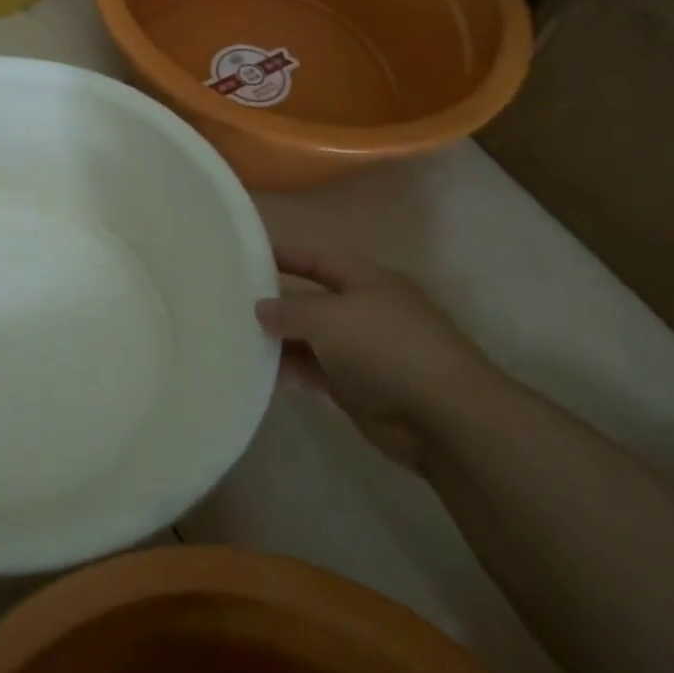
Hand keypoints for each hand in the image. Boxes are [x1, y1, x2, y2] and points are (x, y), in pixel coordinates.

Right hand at [254, 247, 517, 469]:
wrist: (443, 417)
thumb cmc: (386, 348)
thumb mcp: (329, 318)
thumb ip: (289, 310)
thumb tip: (260, 308)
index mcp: (367, 281)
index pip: (318, 261)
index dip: (285, 256)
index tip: (247, 256)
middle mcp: (364, 312)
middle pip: (312, 301)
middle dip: (276, 304)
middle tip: (229, 304)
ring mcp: (363, 352)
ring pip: (311, 340)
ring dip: (279, 342)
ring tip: (236, 339)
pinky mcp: (358, 389)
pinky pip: (316, 373)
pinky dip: (292, 372)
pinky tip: (260, 374)